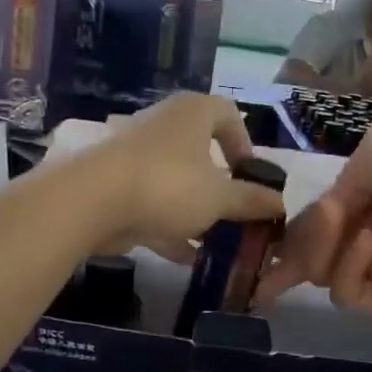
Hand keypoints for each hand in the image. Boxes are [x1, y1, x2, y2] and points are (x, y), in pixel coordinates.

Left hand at [80, 93, 285, 259]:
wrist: (92, 201)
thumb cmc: (168, 185)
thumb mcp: (219, 198)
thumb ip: (250, 200)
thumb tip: (280, 203)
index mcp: (192, 113)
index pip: (228, 114)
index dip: (245, 142)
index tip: (251, 174)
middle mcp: (163, 126)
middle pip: (200, 151)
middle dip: (220, 185)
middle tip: (236, 211)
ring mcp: (135, 155)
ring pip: (175, 181)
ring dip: (196, 210)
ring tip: (216, 241)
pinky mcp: (116, 185)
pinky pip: (152, 203)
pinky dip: (170, 226)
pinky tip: (187, 257)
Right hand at [257, 114, 371, 312]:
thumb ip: (348, 175)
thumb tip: (336, 204)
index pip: (334, 208)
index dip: (306, 216)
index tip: (274, 223)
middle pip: (323, 243)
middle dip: (302, 237)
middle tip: (281, 236)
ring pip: (324, 268)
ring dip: (319, 243)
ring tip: (332, 221)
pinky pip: (347, 289)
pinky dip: (350, 264)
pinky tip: (368, 242)